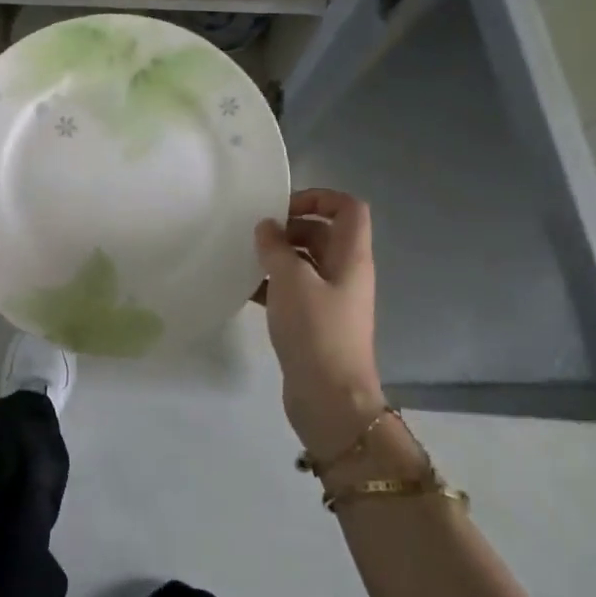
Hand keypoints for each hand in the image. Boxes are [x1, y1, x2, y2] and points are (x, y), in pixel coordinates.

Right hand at [254, 189, 386, 456]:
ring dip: (277, 256)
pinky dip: (272, 284)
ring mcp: (331, 299)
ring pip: (305, 263)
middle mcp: (345, 273)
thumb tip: (267, 227)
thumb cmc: (316, 331)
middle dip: (290, 228)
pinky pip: (293, 290)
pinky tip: (244, 288)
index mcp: (351, 257)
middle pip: (323, 233)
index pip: (348, 208)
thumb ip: (276, 247)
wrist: (330, 399)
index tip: (282, 207)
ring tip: (244, 258)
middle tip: (255, 234)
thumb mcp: (291, 280)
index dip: (319, 197)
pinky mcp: (315, 323)